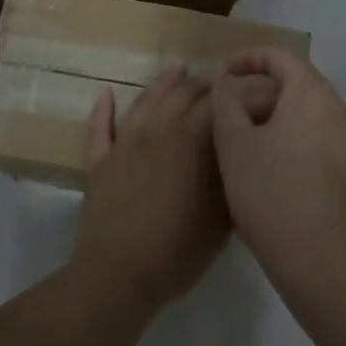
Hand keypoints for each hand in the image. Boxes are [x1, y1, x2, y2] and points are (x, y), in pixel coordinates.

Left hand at [71, 66, 230, 315]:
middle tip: (216, 78)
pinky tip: (105, 93)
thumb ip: (231, 177)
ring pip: (145, 103)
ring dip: (162, 84)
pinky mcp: (99, 163)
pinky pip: (99, 129)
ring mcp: (125, 145)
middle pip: (181, 95)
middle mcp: (158, 132)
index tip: (246, 86)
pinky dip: (102, 109)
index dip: (232, 91)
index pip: (215, 103)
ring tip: (176, 70)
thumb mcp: (222, 217)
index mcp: (191, 142)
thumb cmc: (178, 250)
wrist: (118, 276)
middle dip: (201, 83)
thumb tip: (239, 151)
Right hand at [210, 49, 345, 301]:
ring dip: (279, 123)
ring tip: (249, 149)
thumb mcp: (234, 146)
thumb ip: (227, 104)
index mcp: (314, 93)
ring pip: (311, 117)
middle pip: (298, 86)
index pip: (282, 57)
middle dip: (262, 96)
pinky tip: (276, 175)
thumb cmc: (274, 194)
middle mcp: (343, 109)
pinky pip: (323, 143)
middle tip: (231, 119)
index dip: (250, 58)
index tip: (225, 73)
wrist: (328, 265)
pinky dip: (298, 145)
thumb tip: (228, 83)